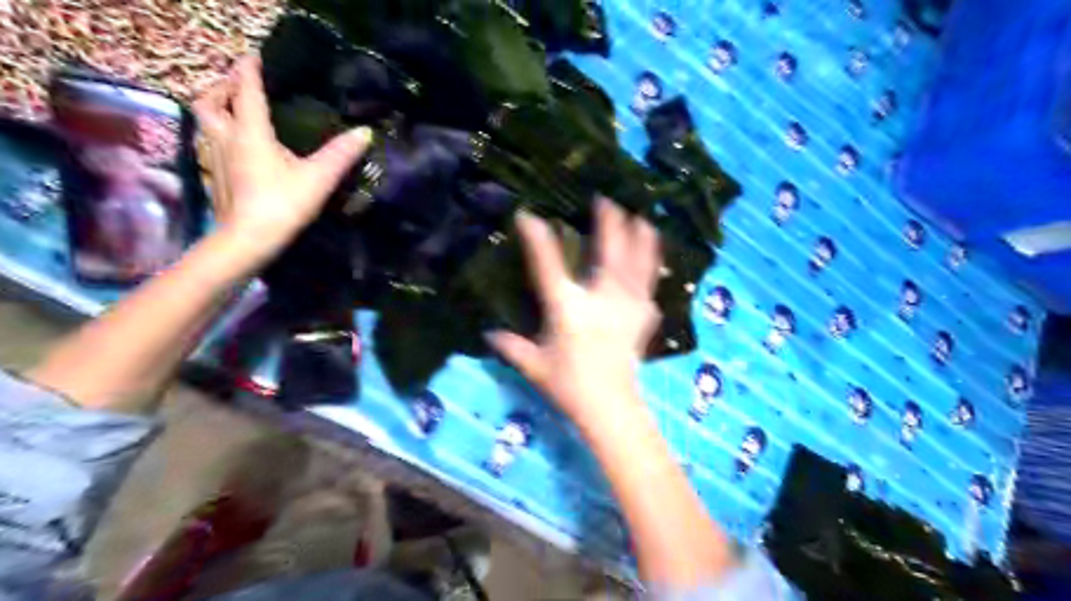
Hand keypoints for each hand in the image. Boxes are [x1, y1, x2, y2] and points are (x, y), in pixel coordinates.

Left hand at [193, 55, 372, 260]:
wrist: (248, 240)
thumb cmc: (282, 205)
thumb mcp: (318, 178)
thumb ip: (341, 154)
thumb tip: (365, 132)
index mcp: (250, 133)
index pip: (246, 91)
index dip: (249, 70)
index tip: (255, 55)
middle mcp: (225, 139)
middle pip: (210, 101)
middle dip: (222, 87)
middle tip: (239, 86)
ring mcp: (214, 159)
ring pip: (205, 123)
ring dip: (217, 110)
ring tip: (235, 112)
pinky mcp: (213, 177)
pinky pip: (210, 144)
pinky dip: (220, 135)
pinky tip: (236, 148)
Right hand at [489, 199, 661, 429]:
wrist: (610, 406)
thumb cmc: (568, 385)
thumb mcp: (534, 365)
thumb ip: (511, 346)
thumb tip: (487, 333)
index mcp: (568, 308)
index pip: (548, 265)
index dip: (536, 238)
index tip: (528, 215)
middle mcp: (600, 299)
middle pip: (608, 252)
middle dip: (608, 223)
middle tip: (607, 201)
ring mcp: (627, 305)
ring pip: (638, 262)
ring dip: (640, 237)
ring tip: (644, 217)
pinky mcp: (643, 316)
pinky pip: (650, 283)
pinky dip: (653, 266)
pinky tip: (656, 258)